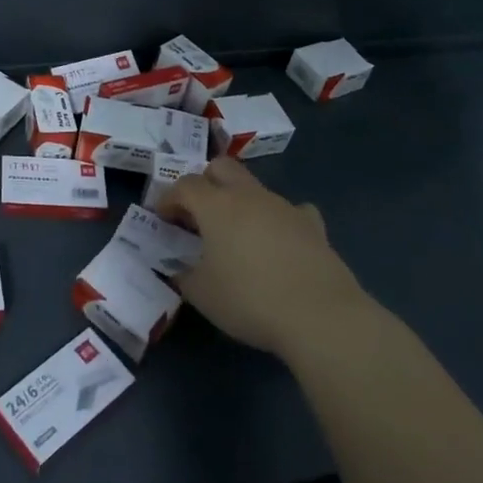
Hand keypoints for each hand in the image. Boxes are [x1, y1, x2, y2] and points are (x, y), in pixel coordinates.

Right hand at [161, 157, 389, 360]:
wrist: (320, 315)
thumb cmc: (249, 300)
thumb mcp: (202, 294)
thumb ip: (183, 274)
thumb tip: (178, 267)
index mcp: (216, 205)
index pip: (184, 185)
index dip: (169, 198)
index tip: (163, 218)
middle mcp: (249, 195)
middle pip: (221, 167)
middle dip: (205, 182)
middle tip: (197, 214)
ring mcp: (284, 206)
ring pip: (254, 187)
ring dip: (239, 202)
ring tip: (236, 235)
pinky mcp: (313, 225)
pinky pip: (291, 210)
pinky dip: (279, 220)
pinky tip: (279, 241)